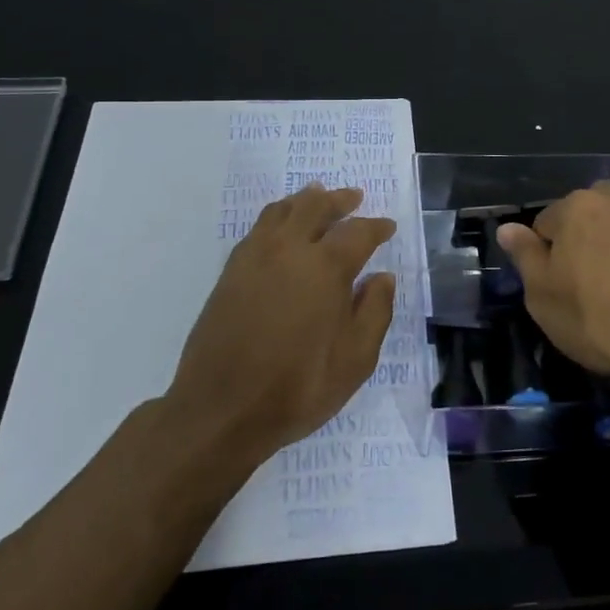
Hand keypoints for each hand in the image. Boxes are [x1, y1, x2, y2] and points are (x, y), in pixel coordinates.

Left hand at [164, 182, 396, 472]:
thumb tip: (382, 278)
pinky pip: (257, 229)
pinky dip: (276, 217)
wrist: (221, 411)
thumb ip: (374, 312)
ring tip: (316, 198)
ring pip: (281, 210)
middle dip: (338, 200)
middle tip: (353, 198)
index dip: (376, 227)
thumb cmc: (298, 387)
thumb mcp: (356, 360)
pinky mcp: (230, 273)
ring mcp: (254, 258)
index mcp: (325, 268)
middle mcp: (289, 251)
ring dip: (304, 200)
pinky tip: (281, 229)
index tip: (388, 227)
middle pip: (315, 206)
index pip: (358, 233)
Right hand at [495, 158, 609, 420]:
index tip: (557, 279)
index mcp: (576, 209)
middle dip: (590, 223)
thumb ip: (525, 258)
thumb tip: (507, 228)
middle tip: (595, 266)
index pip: (547, 221)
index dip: (547, 250)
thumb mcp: (544, 300)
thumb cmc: (601, 323)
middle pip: (594, 199)